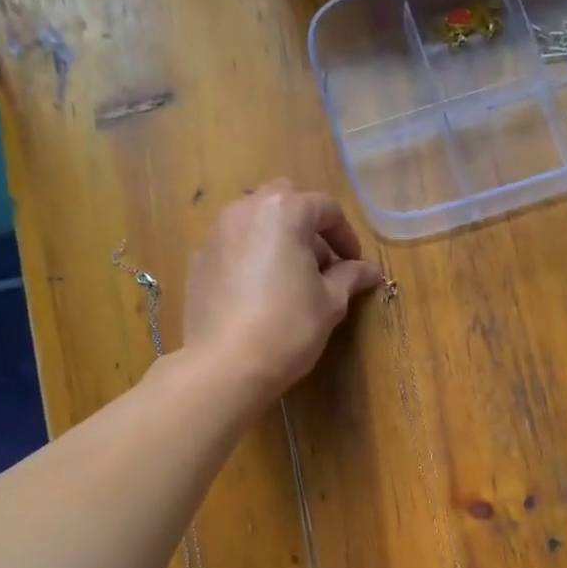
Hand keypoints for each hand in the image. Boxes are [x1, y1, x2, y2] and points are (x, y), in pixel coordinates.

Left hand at [183, 181, 383, 400]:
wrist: (225, 365)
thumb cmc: (288, 327)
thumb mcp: (330, 302)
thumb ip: (349, 277)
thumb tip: (368, 271)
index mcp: (284, 212)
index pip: (326, 209)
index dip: (346, 235)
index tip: (354, 264)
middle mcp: (245, 210)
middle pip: (285, 202)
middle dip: (307, 226)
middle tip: (321, 264)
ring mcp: (216, 234)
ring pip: (254, 221)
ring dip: (277, 238)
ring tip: (290, 277)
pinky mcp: (198, 260)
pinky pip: (233, 246)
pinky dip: (251, 256)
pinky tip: (259, 292)